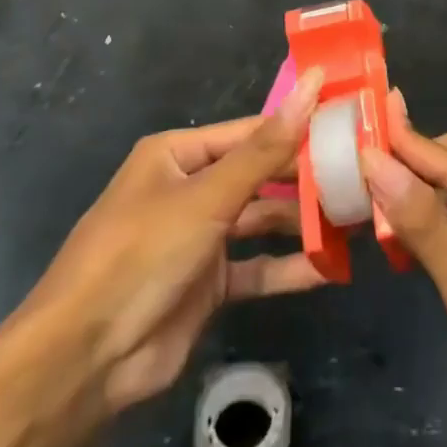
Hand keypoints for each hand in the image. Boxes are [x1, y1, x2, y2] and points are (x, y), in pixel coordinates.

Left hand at [25, 67, 327, 414]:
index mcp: (179, 153)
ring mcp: (199, 238)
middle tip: (361, 174)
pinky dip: (287, 268)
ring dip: (301, 222)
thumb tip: (313, 85)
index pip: (251, 131)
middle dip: (304, 177)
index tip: (347, 123)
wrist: (84, 361)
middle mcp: (190, 188)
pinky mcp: (207, 285)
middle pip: (258, 175)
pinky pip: (255, 268)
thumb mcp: (207, 196)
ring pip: (260, 221)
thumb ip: (265, 149)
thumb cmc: (142, 254)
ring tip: (355, 218)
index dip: (297, 126)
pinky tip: (329, 268)